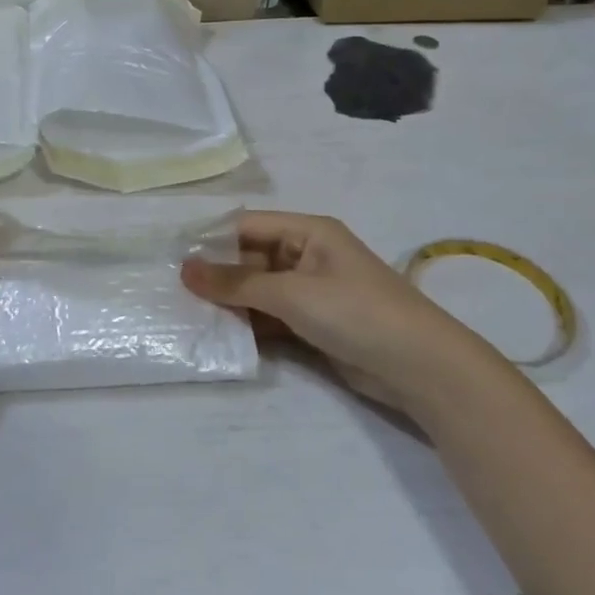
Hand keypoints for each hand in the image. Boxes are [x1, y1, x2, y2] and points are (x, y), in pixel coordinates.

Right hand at [182, 211, 503, 416]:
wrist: (421, 368)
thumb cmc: (356, 312)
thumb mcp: (291, 293)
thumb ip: (236, 282)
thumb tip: (184, 269)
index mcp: (308, 232)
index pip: (247, 226)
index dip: (211, 240)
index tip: (173, 258)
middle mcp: (307, 256)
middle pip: (250, 258)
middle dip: (217, 275)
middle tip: (174, 292)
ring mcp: (312, 292)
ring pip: (258, 290)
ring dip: (230, 302)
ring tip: (188, 314)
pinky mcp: (314, 324)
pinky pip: (271, 317)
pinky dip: (249, 325)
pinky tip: (219, 335)